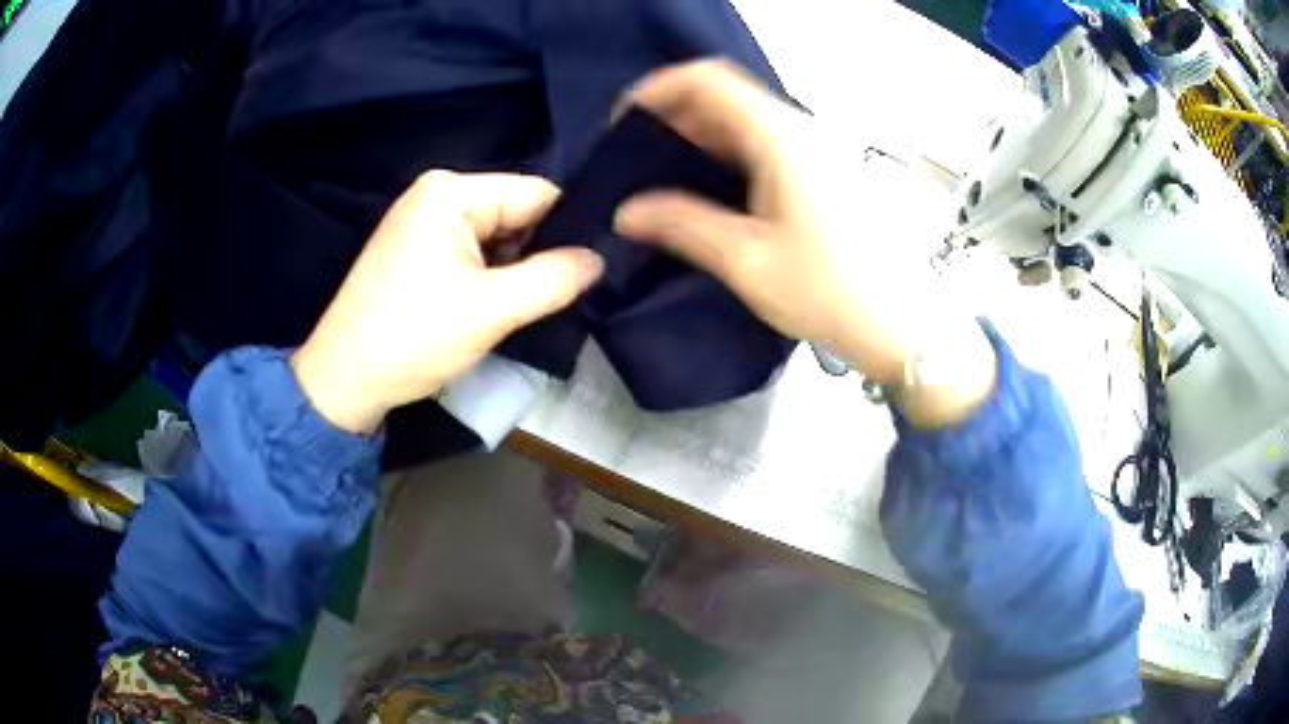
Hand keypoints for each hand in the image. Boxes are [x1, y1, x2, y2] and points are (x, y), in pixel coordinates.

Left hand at [293, 171, 603, 433]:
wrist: (343, 383)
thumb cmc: (413, 337)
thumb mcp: (491, 309)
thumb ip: (553, 279)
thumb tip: (599, 259)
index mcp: (450, 191)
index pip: (535, 193)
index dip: (570, 227)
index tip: (600, 262)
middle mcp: (436, 196)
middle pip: (515, 214)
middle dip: (542, 252)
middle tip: (576, 292)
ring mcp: (423, 225)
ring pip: (496, 239)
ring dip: (519, 270)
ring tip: (545, 303)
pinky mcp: (417, 255)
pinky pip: (473, 256)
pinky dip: (493, 279)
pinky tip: (507, 306)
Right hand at [613, 61, 995, 427]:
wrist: (903, 324)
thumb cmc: (832, 292)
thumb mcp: (748, 261)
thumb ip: (682, 226)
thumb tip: (628, 212)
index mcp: (781, 138)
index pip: (708, 80)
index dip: (658, 90)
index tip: (624, 123)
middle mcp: (802, 130)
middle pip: (725, 96)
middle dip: (674, 117)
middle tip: (636, 158)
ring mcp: (818, 150)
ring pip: (745, 120)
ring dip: (700, 137)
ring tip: (663, 177)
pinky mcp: (825, 172)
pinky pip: (766, 144)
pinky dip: (729, 154)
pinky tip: (710, 190)